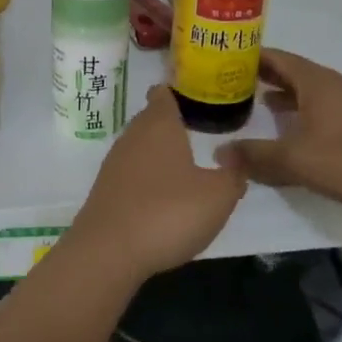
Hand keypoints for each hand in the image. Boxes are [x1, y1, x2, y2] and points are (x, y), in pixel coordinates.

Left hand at [65, 85, 248, 283]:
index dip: (177, 91)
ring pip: (139, 145)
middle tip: (196, 130)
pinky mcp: (105, 189)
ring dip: (157, 151)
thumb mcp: (218, 196)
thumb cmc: (169, 212)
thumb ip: (233, 175)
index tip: (193, 96)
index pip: (163, 94)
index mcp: (159, 125)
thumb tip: (236, 158)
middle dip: (170, 123)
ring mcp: (114, 162)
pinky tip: (160, 194)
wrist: (109, 250)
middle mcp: (133, 135)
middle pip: (150, 119)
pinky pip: (130, 172)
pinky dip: (145, 176)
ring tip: (182, 163)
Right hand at [218, 47, 341, 216]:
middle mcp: (335, 84)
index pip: (278, 57)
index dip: (252, 56)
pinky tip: (297, 128)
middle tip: (235, 81)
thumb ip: (256, 155)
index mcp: (317, 82)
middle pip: (294, 71)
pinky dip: (304, 109)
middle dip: (266, 74)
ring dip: (286, 93)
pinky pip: (325, 105)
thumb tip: (220, 152)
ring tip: (260, 102)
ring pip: (311, 89)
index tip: (226, 58)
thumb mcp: (295, 160)